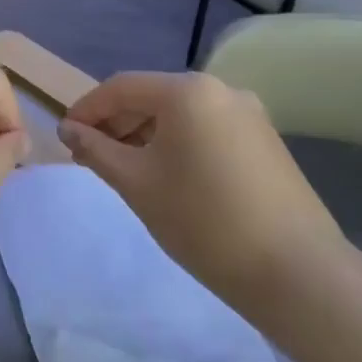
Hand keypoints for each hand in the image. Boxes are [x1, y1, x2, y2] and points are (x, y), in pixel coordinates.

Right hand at [57, 72, 345, 307]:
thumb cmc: (202, 220)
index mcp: (186, 91)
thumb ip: (96, 149)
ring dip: (144, 135)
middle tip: (90, 158)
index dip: (86, 110)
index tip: (65, 139)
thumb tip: (69, 130)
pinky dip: (176, 145)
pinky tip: (165, 177)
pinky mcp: (265, 141)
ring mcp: (249, 114)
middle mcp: (221, 90)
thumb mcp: (136, 182)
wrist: (297, 273)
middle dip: (115, 123)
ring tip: (123, 171)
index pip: (120, 87)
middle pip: (151, 97)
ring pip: (179, 115)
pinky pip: (205, 130)